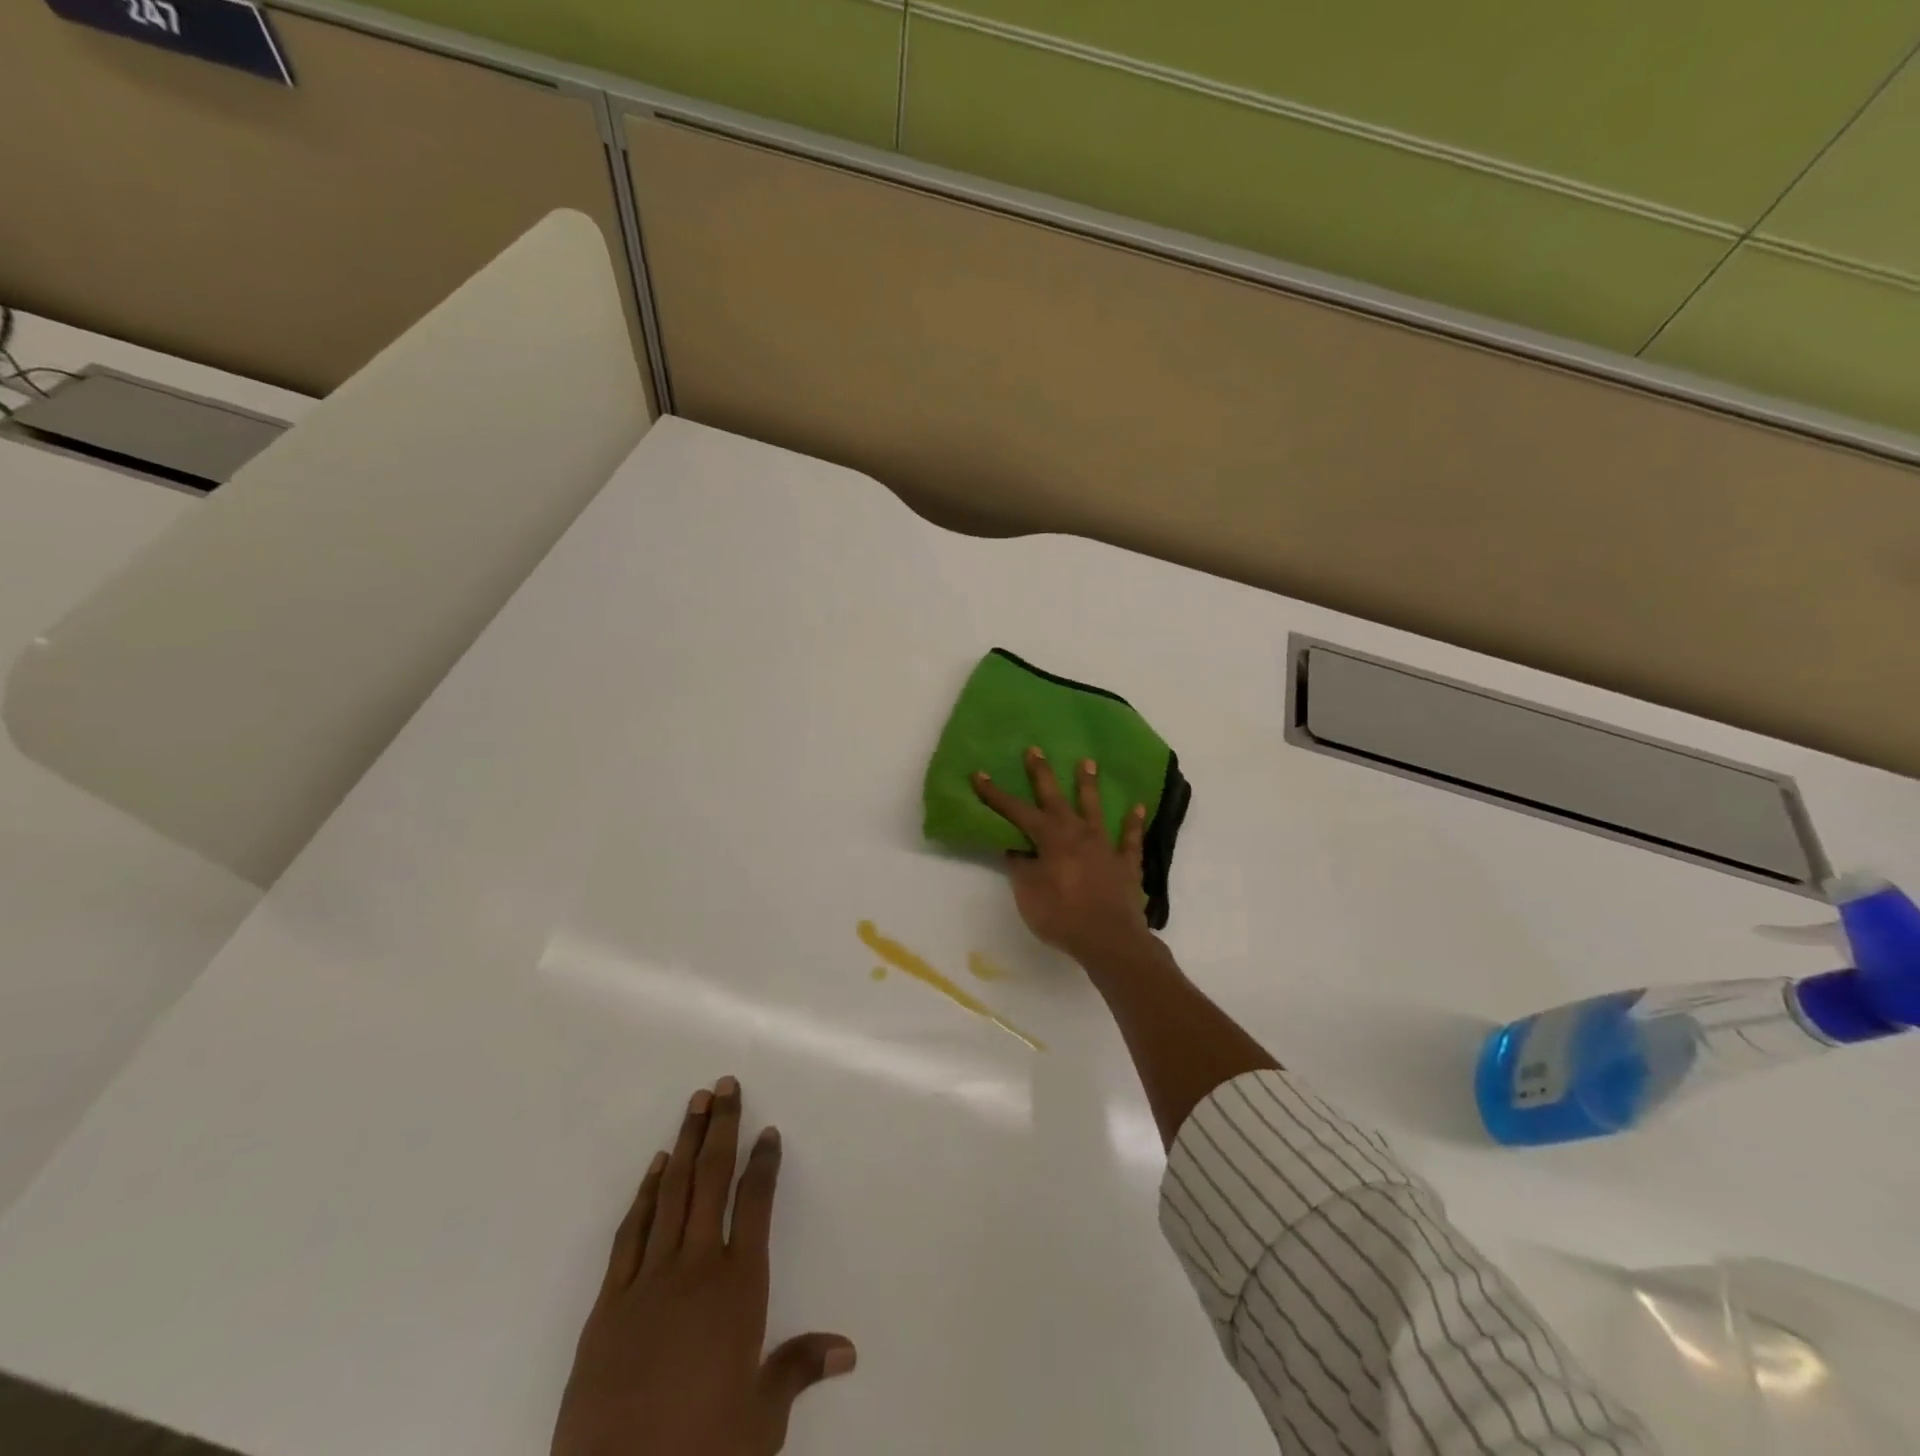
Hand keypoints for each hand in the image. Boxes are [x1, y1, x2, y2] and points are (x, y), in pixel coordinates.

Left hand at [552, 1078, 855, 1455]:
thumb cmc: (701, 1453)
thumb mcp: (760, 1421)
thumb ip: (798, 1369)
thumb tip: (847, 1348)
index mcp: (738, 1287)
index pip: (757, 1204)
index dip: (764, 1163)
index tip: (769, 1130)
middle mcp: (696, 1268)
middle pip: (711, 1181)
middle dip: (721, 1128)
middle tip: (726, 1086)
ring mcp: (648, 1280)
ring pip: (671, 1193)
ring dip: (684, 1145)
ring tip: (694, 1105)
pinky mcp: (608, 1303)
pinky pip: (632, 1232)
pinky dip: (645, 1194)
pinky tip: (653, 1169)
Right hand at [973, 747, 1154, 965]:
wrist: (1109, 939)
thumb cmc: (1061, 915)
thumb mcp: (1028, 892)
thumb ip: (1021, 866)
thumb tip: (1016, 848)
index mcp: (1050, 838)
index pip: (1017, 811)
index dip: (996, 794)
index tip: (979, 774)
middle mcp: (1078, 833)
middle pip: (1056, 798)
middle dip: (1042, 774)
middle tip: (1035, 750)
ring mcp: (1105, 846)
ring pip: (1095, 808)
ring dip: (1089, 785)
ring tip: (1088, 762)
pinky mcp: (1126, 863)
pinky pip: (1130, 839)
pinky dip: (1133, 823)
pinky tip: (1138, 808)